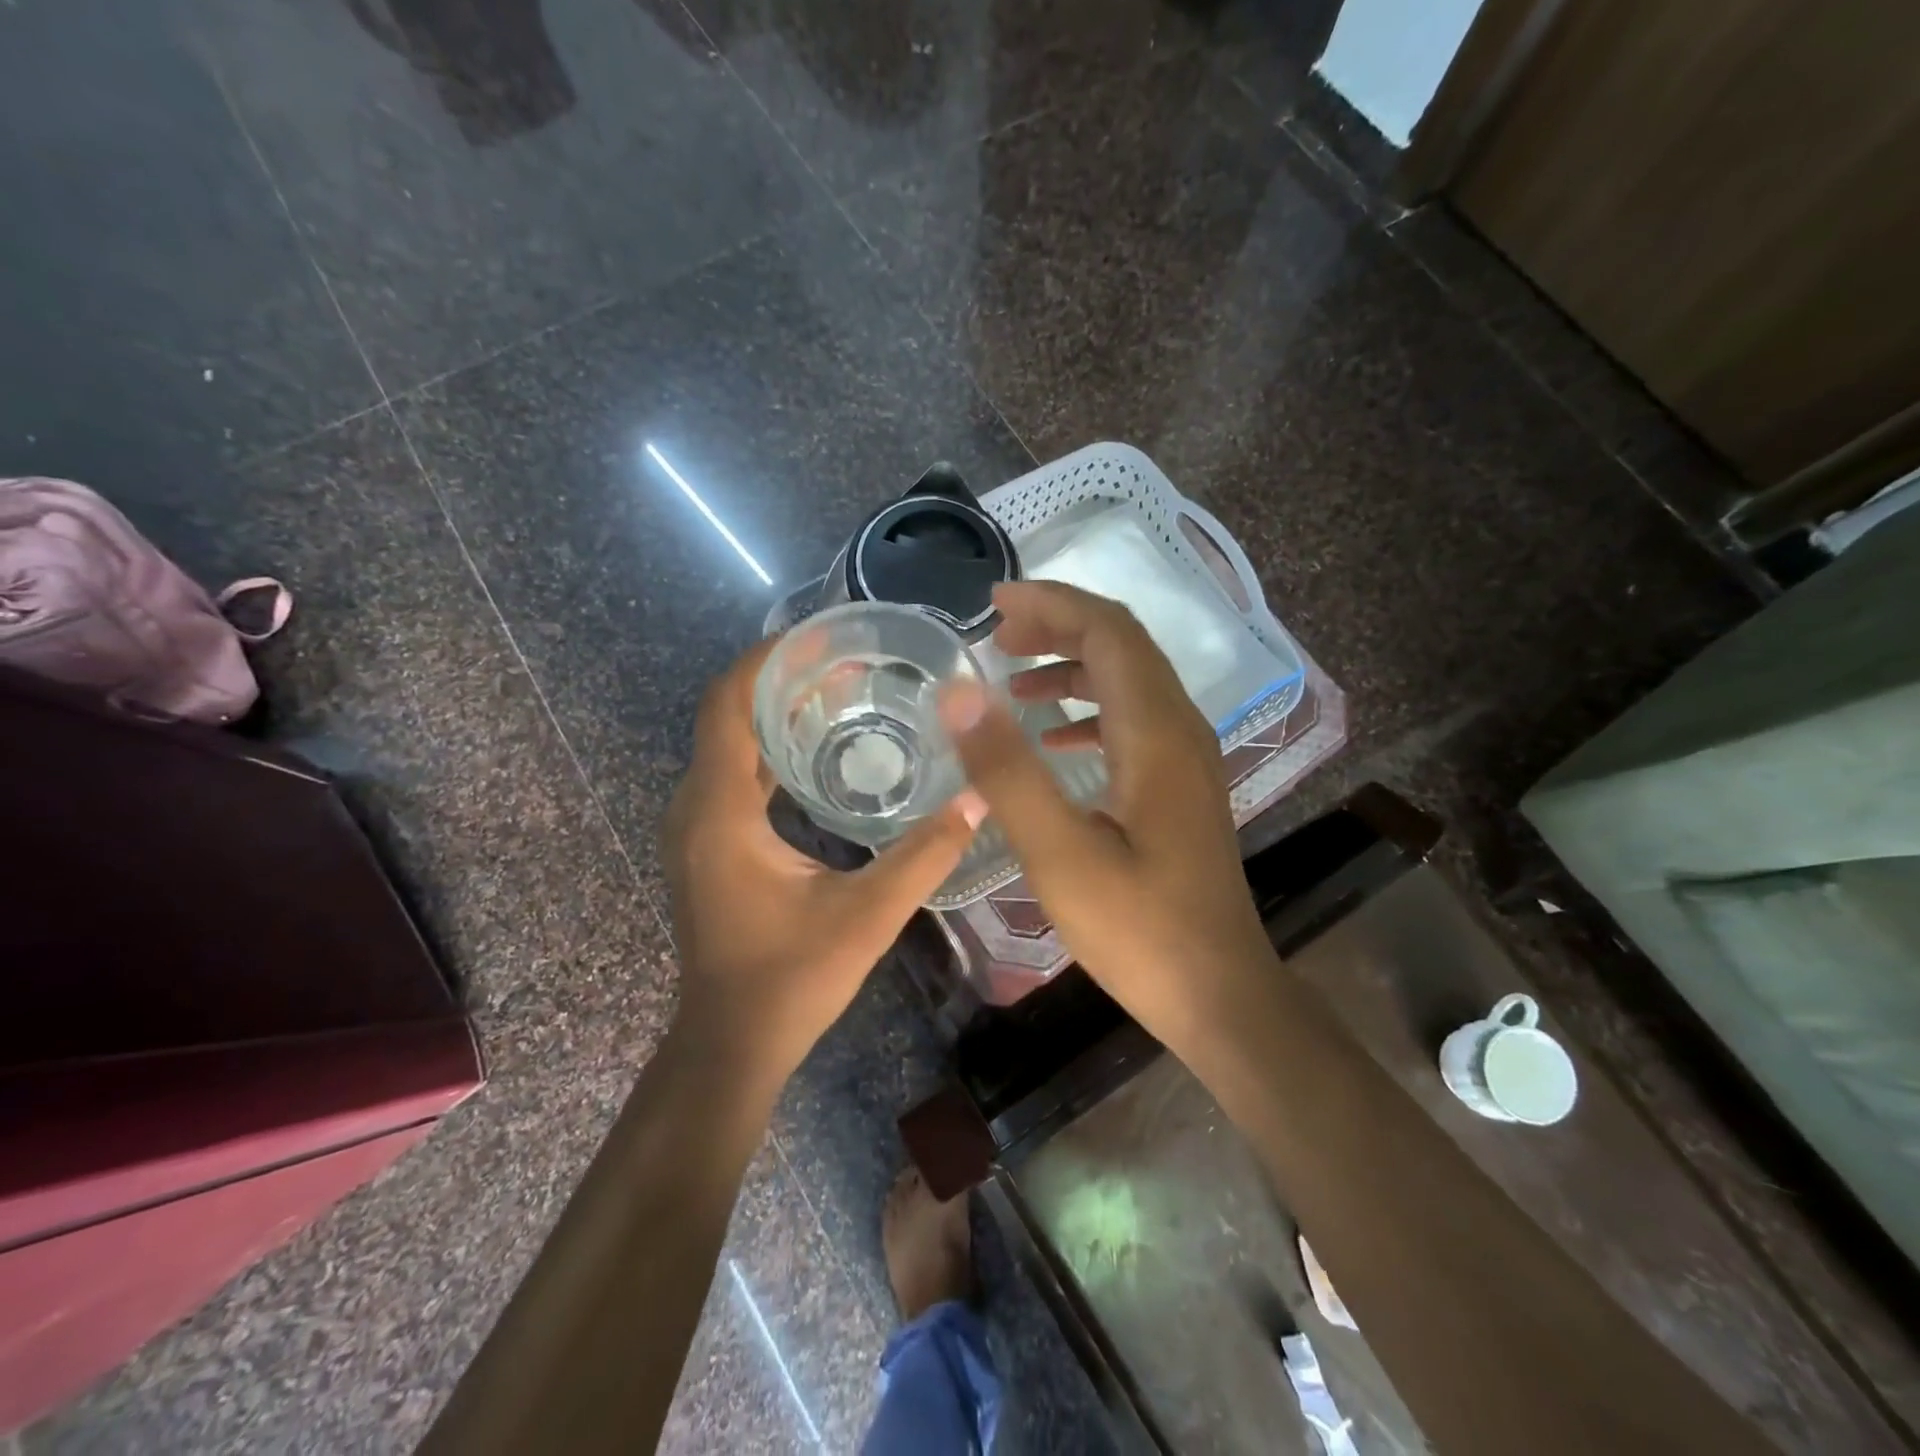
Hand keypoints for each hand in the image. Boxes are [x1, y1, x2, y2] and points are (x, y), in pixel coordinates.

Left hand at [663, 639, 984, 1087]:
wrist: (731, 1044)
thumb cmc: (790, 980)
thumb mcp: (867, 915)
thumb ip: (925, 855)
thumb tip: (979, 799)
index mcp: (721, 811)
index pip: (728, 704)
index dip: (768, 659)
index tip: (823, 637)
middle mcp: (697, 808)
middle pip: (729, 715)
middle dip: (783, 679)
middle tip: (850, 664)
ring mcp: (698, 827)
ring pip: (731, 745)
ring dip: (777, 713)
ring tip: (842, 693)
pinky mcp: (710, 845)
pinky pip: (735, 775)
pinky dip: (772, 750)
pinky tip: (821, 752)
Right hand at [939, 582, 1274, 1057]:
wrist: (1218, 994)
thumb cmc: (1137, 928)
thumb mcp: (1059, 853)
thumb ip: (1007, 770)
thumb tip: (958, 693)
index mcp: (1156, 731)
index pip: (1109, 630)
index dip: (1052, 604)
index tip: (993, 605)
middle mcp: (1181, 729)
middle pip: (1123, 645)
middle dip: (1058, 625)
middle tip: (996, 635)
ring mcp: (1187, 758)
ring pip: (1129, 681)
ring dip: (1072, 666)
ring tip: (1013, 679)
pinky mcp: (1181, 786)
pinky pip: (1133, 720)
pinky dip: (1089, 709)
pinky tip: (1054, 737)